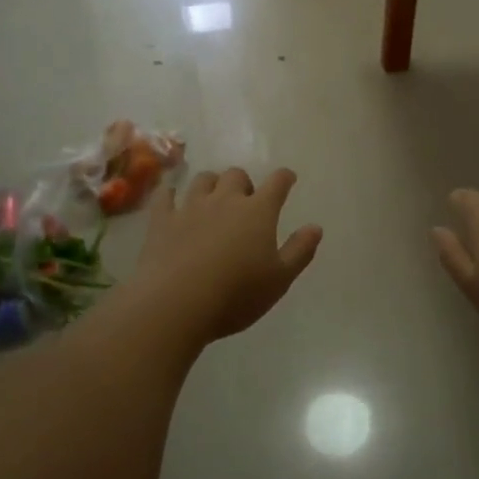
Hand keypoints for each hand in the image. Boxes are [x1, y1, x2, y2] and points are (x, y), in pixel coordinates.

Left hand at [129, 167, 322, 344]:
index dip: (284, 178)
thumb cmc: (236, 294)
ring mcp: (190, 207)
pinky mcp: (162, 221)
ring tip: (213, 199)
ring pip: (203, 180)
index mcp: (258, 212)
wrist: (176, 303)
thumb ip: (300, 251)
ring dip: (211, 184)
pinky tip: (172, 199)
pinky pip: (166, 197)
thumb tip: (315, 227)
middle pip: (236, 175)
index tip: (288, 178)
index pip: (277, 183)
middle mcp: (225, 200)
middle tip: (246, 202)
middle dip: (244, 183)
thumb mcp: (279, 279)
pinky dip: (171, 194)